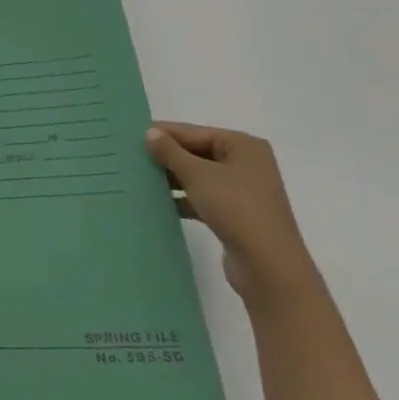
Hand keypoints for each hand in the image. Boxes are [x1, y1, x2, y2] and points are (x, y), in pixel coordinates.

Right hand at [146, 121, 319, 305]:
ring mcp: (243, 191)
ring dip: (172, 178)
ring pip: (199, 176)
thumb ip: (170, 152)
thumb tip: (150, 132)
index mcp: (243, 145)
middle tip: (130, 156)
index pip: (193, 132)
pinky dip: (183, 198)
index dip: (163, 133)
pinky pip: (203, 198)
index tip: (129, 135)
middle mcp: (246, 163)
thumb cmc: (236, 208)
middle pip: (197, 152)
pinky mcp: (237, 215)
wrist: (269, 268)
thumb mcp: (198, 175)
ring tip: (138, 177)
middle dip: (166, 156)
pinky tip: (159, 202)